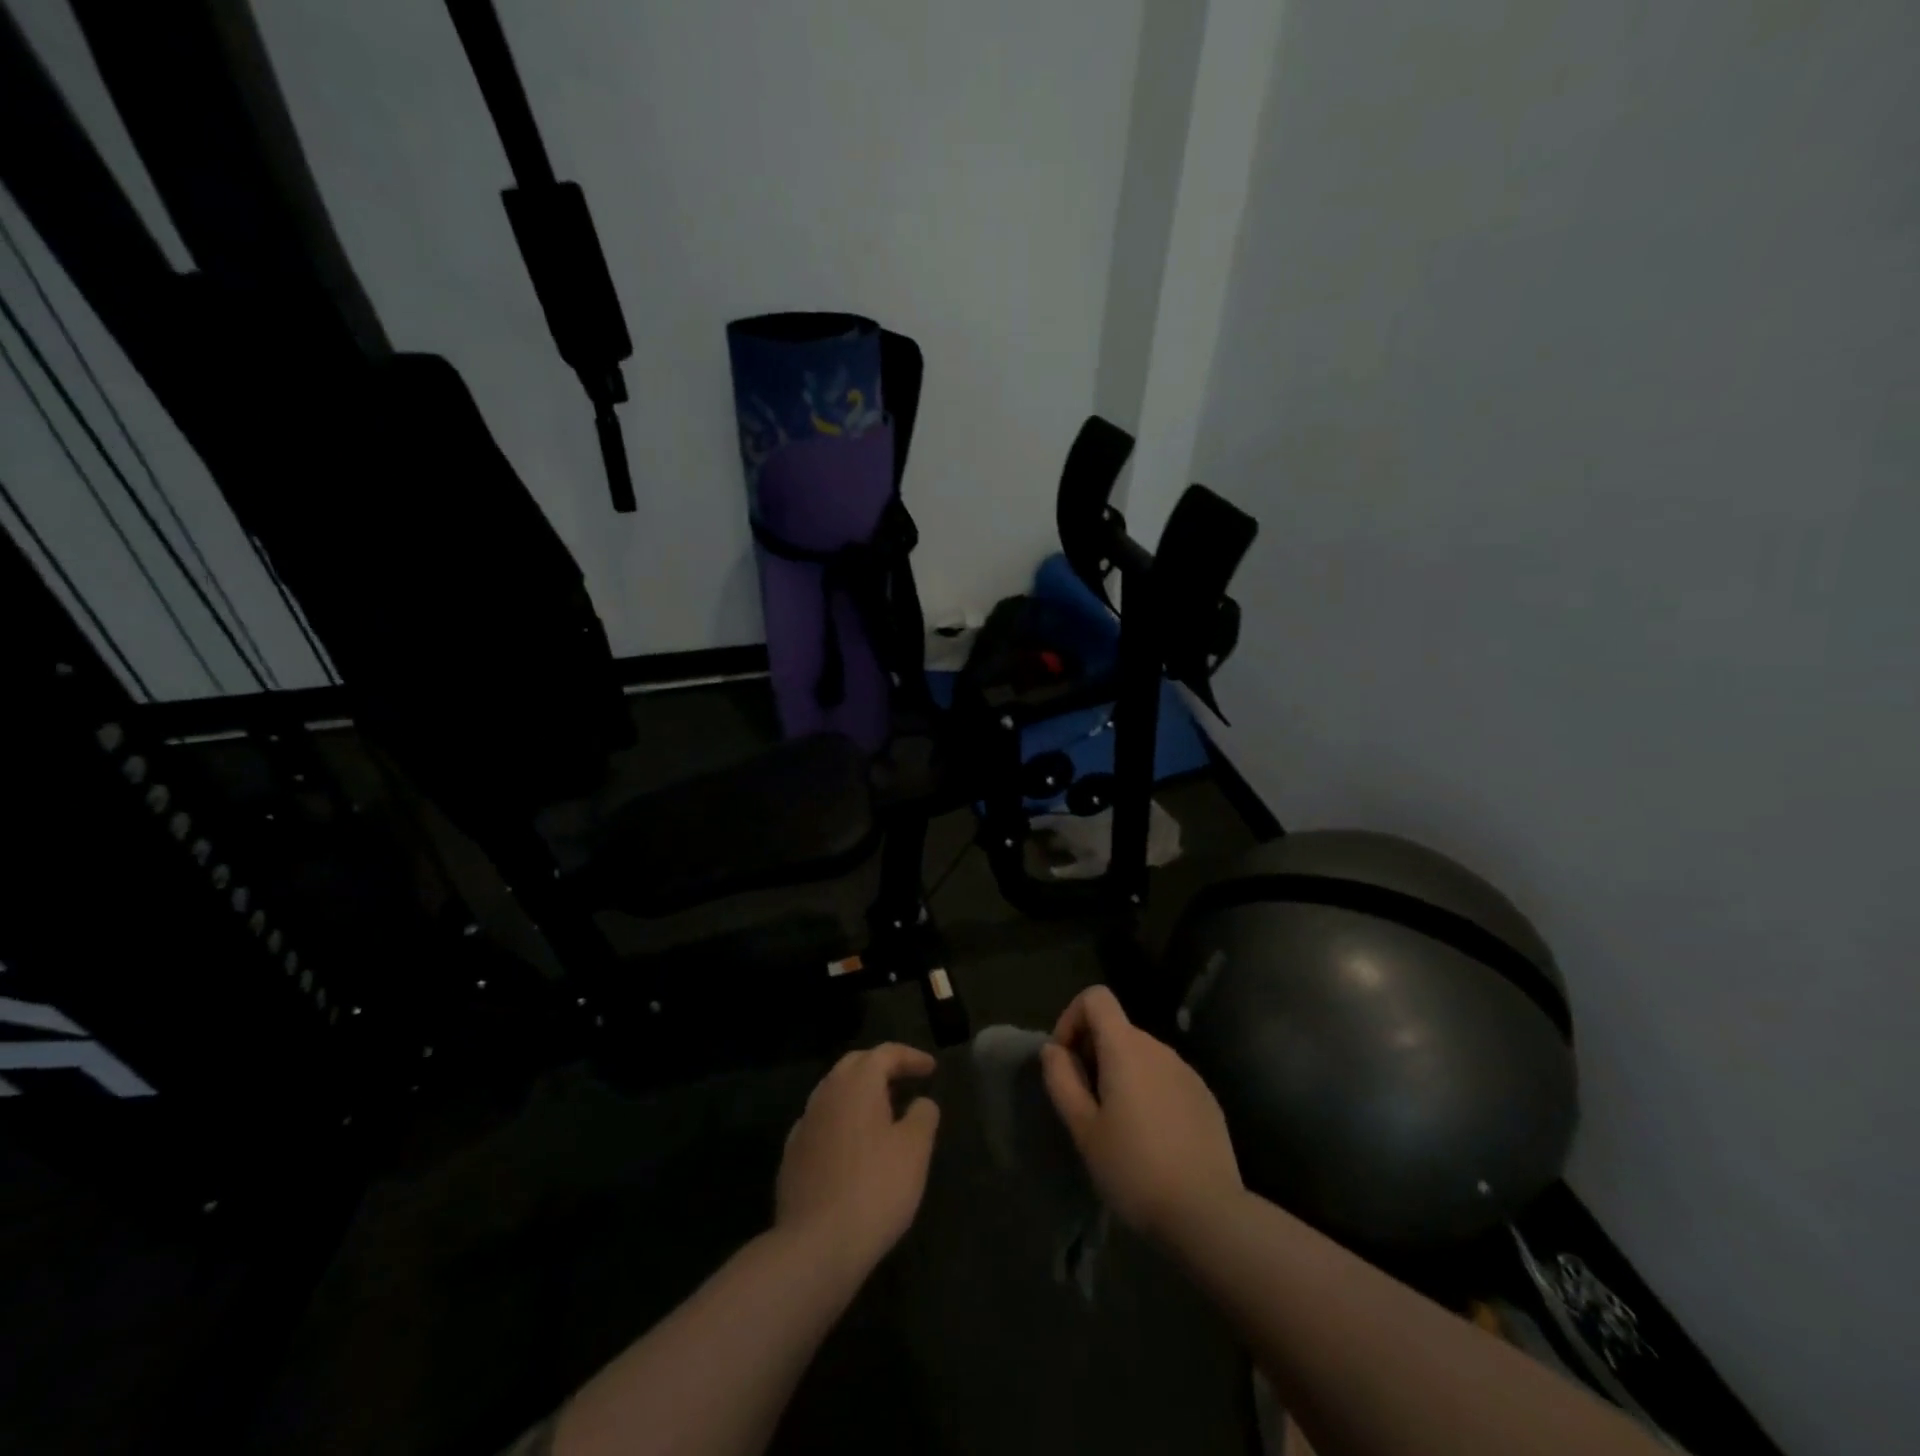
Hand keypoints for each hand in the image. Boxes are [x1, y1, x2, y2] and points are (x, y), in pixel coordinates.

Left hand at [776, 1043, 941, 1277]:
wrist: (815, 1245)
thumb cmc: (875, 1188)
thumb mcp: (915, 1150)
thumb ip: (923, 1116)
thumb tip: (921, 1102)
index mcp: (857, 1083)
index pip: (885, 1053)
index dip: (911, 1057)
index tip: (931, 1069)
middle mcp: (826, 1093)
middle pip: (855, 1065)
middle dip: (881, 1067)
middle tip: (905, 1080)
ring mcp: (804, 1124)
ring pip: (834, 1093)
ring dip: (859, 1093)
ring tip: (882, 1110)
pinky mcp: (791, 1155)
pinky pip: (821, 1123)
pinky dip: (841, 1121)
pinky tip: (852, 1144)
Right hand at [1041, 986, 1243, 1245]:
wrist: (1207, 1214)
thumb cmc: (1134, 1169)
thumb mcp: (1084, 1129)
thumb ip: (1062, 1080)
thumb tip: (1053, 1049)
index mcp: (1126, 1048)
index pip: (1096, 997)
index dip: (1072, 1018)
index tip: (1066, 1061)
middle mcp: (1159, 1048)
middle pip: (1117, 1028)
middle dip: (1093, 1053)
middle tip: (1085, 1103)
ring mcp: (1187, 1072)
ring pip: (1142, 1055)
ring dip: (1121, 1074)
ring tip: (1116, 1125)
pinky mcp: (1205, 1097)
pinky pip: (1166, 1078)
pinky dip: (1148, 1091)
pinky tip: (1151, 1138)